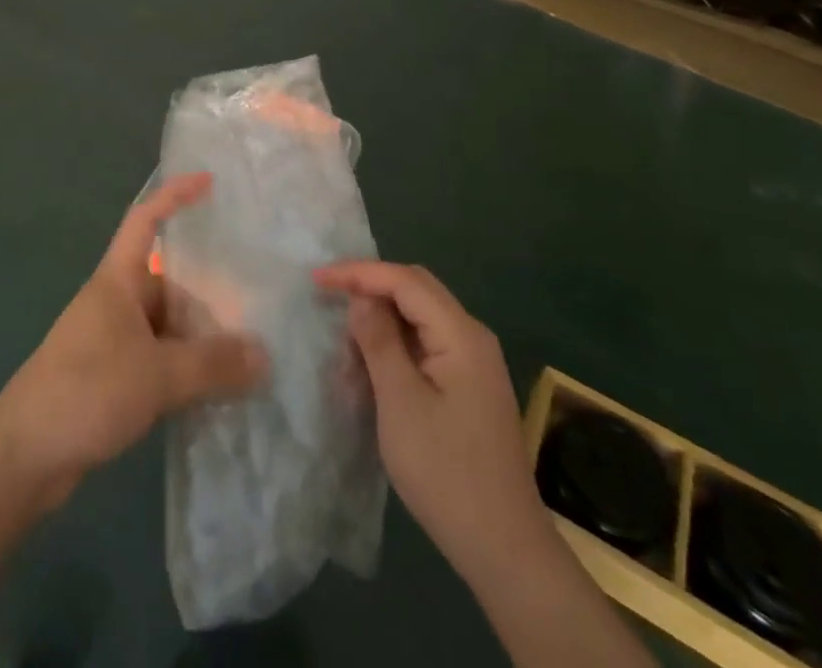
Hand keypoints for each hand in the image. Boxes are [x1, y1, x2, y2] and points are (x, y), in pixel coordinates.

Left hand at [0, 172, 267, 508]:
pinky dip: (186, 366)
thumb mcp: (156, 375)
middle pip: (169, 279)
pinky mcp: (113, 377)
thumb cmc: (85, 391)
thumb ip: (212, 365)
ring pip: (167, 324)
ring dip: (200, 334)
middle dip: (208, 287)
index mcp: (118, 280)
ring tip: (250, 344)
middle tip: (257, 294)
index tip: (209, 182)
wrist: (23, 456)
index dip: (174, 195)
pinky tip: (217, 385)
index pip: (145, 220)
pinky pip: (160, 358)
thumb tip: (266, 356)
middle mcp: (116, 302)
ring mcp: (113, 340)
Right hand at [315, 261, 547, 588]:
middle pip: (415, 290)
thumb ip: (379, 341)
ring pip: (419, 317)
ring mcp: (473, 363)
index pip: (404, 281)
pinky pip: (425, 344)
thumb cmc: (446, 472)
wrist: (504, 548)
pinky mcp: (468, 386)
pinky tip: (370, 363)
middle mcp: (472, 337)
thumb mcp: (400, 402)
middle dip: (369, 287)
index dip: (359, 273)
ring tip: (342, 336)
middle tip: (327, 296)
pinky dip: (395, 344)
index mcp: (461, 334)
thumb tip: (361, 298)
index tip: (317, 279)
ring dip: (380, 318)